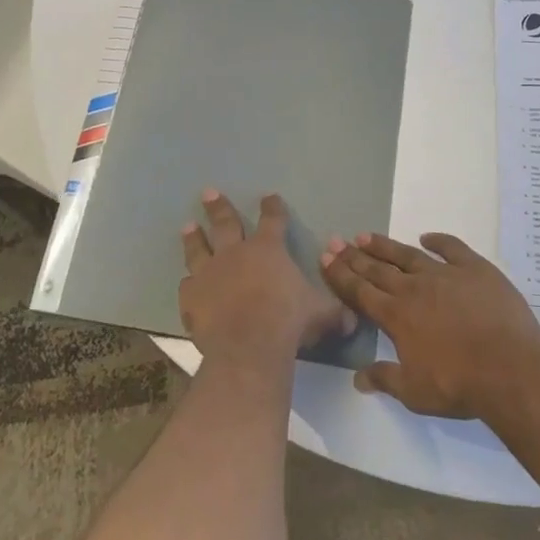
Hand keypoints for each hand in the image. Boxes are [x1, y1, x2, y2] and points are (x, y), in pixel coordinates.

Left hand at [180, 191, 354, 369]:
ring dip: (194, 237)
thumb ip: (335, 312)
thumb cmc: (288, 322)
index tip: (269, 197)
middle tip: (209, 192)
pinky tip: (186, 283)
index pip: (273, 220)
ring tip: (188, 226)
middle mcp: (235, 253)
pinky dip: (189, 284)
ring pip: (199, 248)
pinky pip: (188, 286)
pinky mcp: (191, 296)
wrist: (247, 346)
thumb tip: (353, 319)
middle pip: (226, 222)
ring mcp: (210, 273)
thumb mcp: (321, 314)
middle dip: (219, 206)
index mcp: (268, 249)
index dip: (273, 208)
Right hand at [320, 232, 539, 417]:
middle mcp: (414, 288)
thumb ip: (385, 379)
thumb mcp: (415, 392)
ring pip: (408, 254)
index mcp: (396, 316)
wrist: (509, 368)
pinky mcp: (475, 269)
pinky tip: (427, 236)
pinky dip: (438, 240)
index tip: (325, 257)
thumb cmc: (459, 385)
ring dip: (385, 245)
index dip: (341, 275)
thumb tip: (358, 378)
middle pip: (378, 269)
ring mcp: (445, 274)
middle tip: (336, 240)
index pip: (360, 292)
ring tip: (365, 235)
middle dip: (354, 256)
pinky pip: (452, 248)